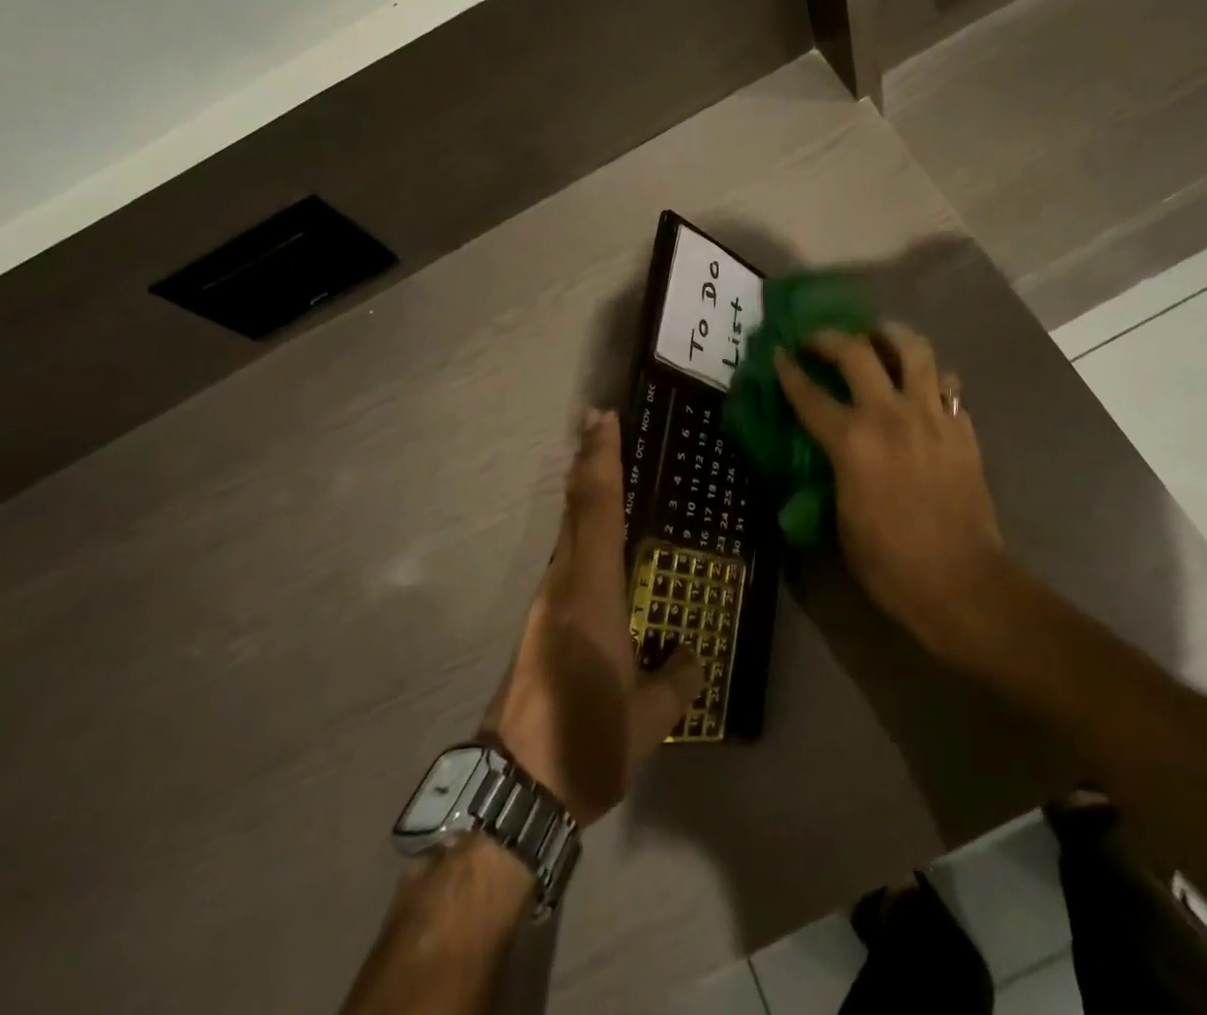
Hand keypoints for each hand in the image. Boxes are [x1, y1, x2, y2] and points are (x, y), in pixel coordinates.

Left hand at [484, 409, 703, 825]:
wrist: (512, 788)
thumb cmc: (584, 743)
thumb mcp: (647, 720)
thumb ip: (677, 681)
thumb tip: (693, 656)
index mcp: (590, 594)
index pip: (596, 510)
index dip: (600, 460)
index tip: (603, 418)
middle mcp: (562, 586)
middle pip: (574, 509)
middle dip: (587, 462)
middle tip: (600, 423)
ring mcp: (544, 605)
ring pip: (566, 532)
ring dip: (583, 495)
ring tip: (602, 469)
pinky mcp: (538, 625)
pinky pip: (565, 559)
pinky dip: (580, 531)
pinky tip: (596, 544)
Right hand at [774, 325, 1018, 667]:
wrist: (960, 582)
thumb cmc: (889, 562)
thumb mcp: (841, 517)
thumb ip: (834, 469)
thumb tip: (832, 447)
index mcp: (852, 442)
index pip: (809, 394)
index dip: (789, 370)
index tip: (778, 352)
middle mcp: (891, 416)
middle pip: (857, 352)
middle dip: (830, 337)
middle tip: (818, 339)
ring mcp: (932, 417)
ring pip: (914, 350)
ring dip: (890, 334)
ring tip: (877, 335)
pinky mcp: (962, 428)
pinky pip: (947, 384)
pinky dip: (930, 376)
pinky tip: (920, 384)